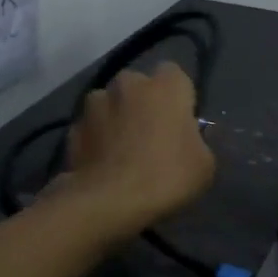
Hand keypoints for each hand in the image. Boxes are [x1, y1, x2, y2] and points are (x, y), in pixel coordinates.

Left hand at [58, 63, 214, 235]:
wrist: (109, 202)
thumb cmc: (167, 176)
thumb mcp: (205, 164)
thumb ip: (198, 140)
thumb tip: (188, 137)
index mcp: (166, 86)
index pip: (175, 74)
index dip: (178, 96)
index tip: (181, 120)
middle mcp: (128, 83)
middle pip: (139, 86)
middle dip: (144, 103)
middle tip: (153, 135)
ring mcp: (94, 104)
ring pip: (111, 104)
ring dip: (117, 118)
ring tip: (123, 151)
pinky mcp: (72, 127)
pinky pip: (92, 127)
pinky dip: (97, 139)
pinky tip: (104, 165)